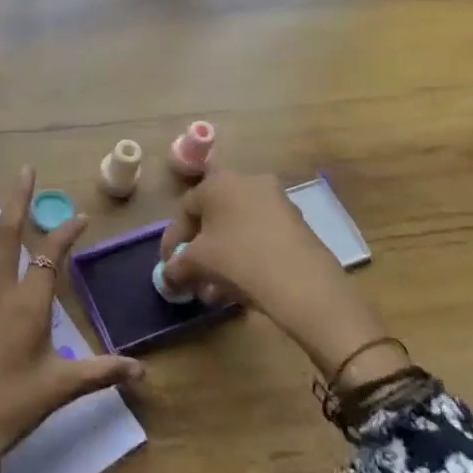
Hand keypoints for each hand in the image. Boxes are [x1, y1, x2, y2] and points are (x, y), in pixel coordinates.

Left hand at [0, 167, 143, 472]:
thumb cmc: (13, 406)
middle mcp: (0, 292)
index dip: (66, 234)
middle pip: (9, 237)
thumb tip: (144, 372)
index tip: (80, 217)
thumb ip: (102, 372)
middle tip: (24, 170)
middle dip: (18, 202)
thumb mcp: (62, 389)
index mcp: (29, 306)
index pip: (51, 257)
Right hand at [159, 170, 405, 384]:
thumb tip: (169, 275)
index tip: (169, 267)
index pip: (185, 209)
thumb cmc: (239, 260)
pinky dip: (246, 257)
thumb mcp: (197, 263)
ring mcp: (277, 201)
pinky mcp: (297, 223)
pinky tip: (240, 287)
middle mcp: (248, 182)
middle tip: (192, 277)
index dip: (173, 240)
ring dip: (221, 257)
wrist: (304, 284)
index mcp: (219, 182)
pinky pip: (260, 237)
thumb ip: (176, 266)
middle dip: (199, 251)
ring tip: (214, 290)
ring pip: (238, 230)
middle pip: (213, 218)